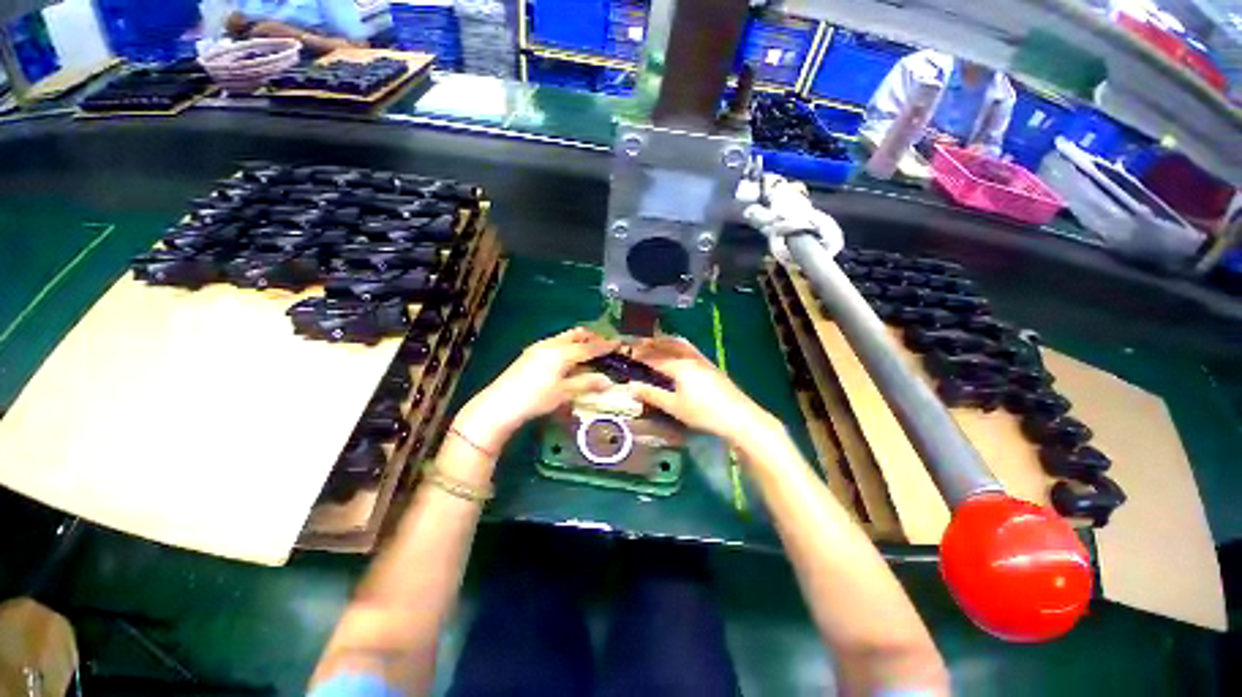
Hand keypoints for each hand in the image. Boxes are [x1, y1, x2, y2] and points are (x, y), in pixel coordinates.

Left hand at [453, 328, 618, 452]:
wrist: (500, 404)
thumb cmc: (535, 399)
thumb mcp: (564, 393)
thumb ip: (586, 384)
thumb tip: (608, 382)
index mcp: (561, 353)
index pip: (588, 347)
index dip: (604, 345)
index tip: (618, 342)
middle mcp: (551, 345)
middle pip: (575, 335)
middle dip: (590, 336)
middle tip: (603, 342)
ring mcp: (538, 347)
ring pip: (563, 337)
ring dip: (577, 340)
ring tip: (588, 347)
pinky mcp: (530, 353)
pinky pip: (554, 342)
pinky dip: (566, 345)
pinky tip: (567, 356)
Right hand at [622, 336, 779, 444]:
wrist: (739, 416)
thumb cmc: (703, 413)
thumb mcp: (674, 406)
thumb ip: (652, 395)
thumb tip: (630, 386)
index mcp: (679, 366)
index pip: (654, 356)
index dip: (639, 354)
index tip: (626, 352)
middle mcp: (689, 357)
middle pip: (666, 344)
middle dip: (650, 342)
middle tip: (637, 344)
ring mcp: (701, 359)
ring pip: (679, 343)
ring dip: (664, 340)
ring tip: (654, 342)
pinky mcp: (710, 364)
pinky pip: (688, 348)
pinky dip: (676, 345)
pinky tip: (676, 352)